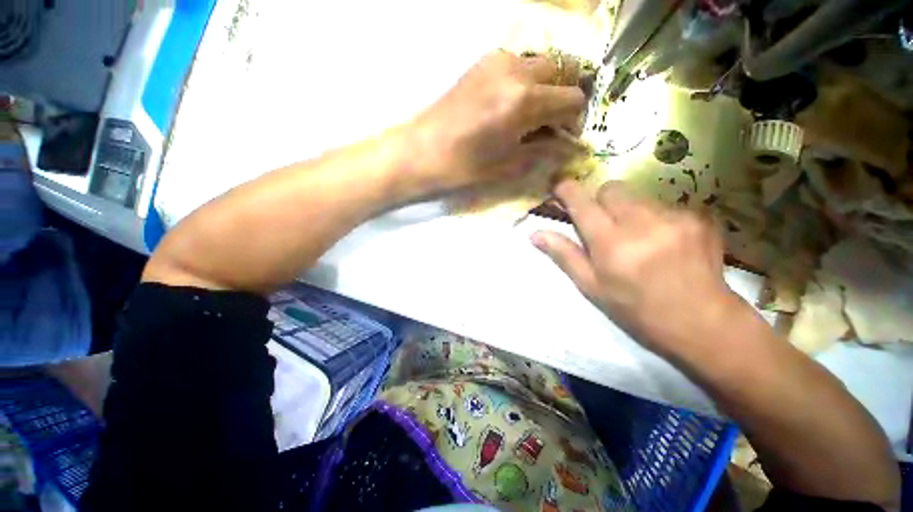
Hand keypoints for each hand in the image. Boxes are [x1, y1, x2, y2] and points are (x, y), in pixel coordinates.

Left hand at [405, 50, 585, 194]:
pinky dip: (526, 82)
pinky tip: (510, 106)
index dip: (574, 120)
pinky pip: (519, 64)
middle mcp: (517, 70)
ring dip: (546, 88)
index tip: (563, 137)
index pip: (573, 99)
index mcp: (525, 100)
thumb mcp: (508, 166)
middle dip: (563, 99)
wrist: (421, 151)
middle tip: (549, 125)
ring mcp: (498, 60)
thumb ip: (544, 152)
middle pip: (563, 71)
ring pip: (542, 64)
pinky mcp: (483, 62)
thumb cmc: (464, 166)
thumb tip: (571, 148)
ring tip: (529, 117)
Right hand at [531, 180, 746, 358]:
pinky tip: (664, 242)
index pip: (583, 202)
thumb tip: (535, 234)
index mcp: (611, 244)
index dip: (567, 190)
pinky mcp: (698, 217)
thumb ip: (563, 255)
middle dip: (600, 200)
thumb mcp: (591, 286)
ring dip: (628, 210)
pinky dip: (655, 218)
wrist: (701, 321)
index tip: (560, 189)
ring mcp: (675, 217)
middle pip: (612, 188)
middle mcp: (642, 223)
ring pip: (638, 196)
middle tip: (604, 225)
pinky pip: (664, 205)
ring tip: (638, 238)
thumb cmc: (635, 308)